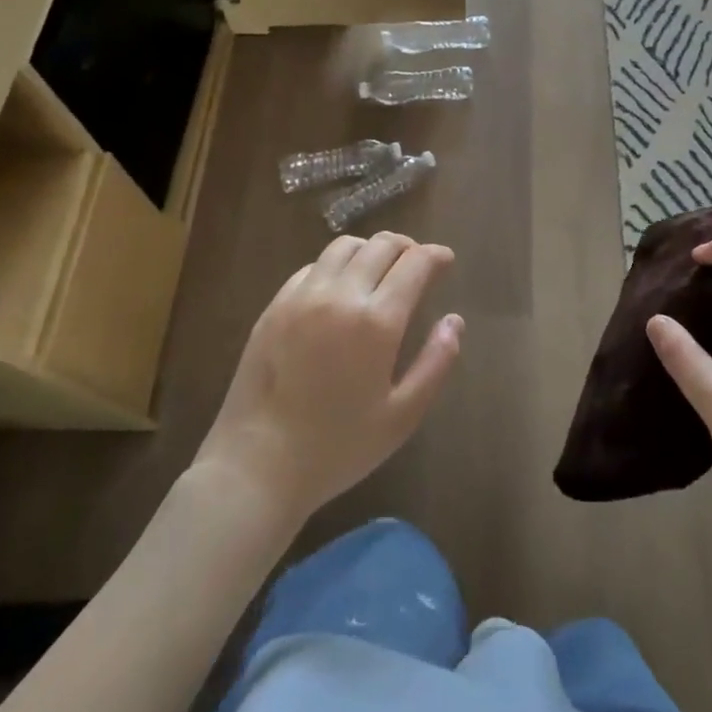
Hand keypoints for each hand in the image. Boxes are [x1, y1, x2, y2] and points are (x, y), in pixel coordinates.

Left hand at [193, 233, 464, 521]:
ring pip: (344, 246)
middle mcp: (340, 295)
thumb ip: (435, 364)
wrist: (257, 466)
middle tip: (418, 264)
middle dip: (408, 247)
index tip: (445, 261)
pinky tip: (340, 290)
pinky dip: (336, 266)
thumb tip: (454, 321)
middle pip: (381, 244)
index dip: (436, 255)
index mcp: (377, 321)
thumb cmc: (337, 447)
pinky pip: (312, 267)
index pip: (415, 262)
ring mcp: (302, 297)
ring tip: (380, 271)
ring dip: (371, 250)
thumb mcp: (402, 416)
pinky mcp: (274, 306)